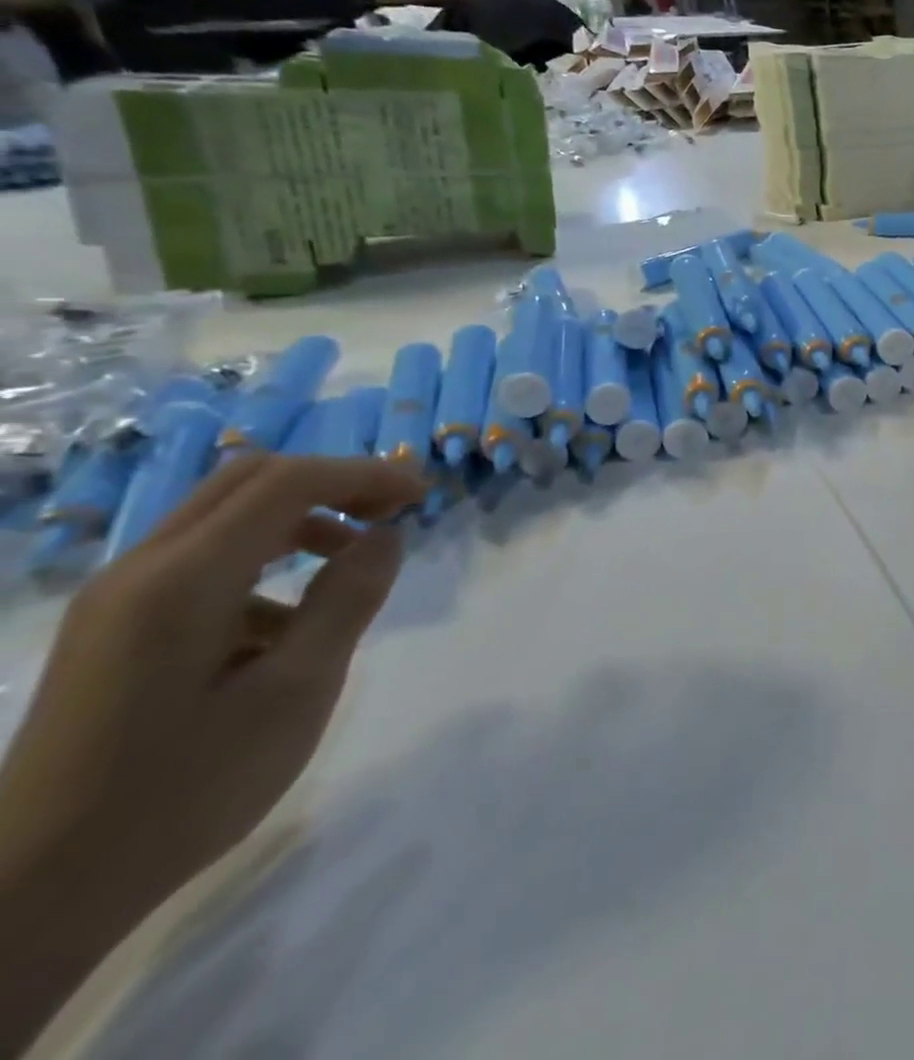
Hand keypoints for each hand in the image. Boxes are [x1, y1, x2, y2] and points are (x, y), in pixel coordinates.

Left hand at [0, 456, 424, 917]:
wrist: (38, 891)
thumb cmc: (186, 787)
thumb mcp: (298, 690)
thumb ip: (347, 599)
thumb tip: (386, 535)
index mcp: (184, 579)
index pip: (288, 482)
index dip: (365, 474)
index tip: (422, 495)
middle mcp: (140, 569)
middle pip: (250, 481)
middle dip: (333, 483)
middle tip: (392, 511)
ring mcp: (117, 598)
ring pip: (224, 515)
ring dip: (300, 517)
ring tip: (352, 560)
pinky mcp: (114, 627)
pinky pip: (201, 558)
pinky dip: (264, 556)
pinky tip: (287, 621)